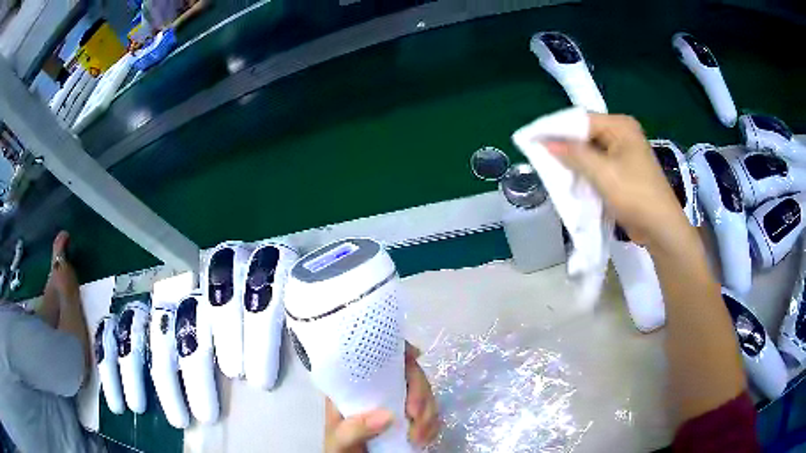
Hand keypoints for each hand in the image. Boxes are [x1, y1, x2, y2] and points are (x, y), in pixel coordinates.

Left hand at [324, 343, 439, 452]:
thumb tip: (388, 415)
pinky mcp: (410, 419)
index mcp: (355, 387)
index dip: (399, 350)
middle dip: (420, 393)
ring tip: (419, 437)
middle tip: (417, 417)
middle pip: (409, 374)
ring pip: (424, 393)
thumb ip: (355, 429)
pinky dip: (433, 424)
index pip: (377, 357)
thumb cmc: (339, 449)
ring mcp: (396, 404)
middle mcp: (378, 390)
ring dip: (429, 412)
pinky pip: (430, 413)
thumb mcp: (338, 439)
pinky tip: (425, 438)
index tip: (414, 358)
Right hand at [545, 114, 689, 248]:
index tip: (531, 138)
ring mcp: (624, 153)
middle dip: (564, 145)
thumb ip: (574, 155)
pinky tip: (570, 177)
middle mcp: (622, 134)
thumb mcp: (603, 173)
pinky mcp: (623, 170)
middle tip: (538, 153)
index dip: (556, 129)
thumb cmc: (635, 195)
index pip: (581, 120)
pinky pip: (598, 164)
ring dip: (573, 159)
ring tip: (549, 165)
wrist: (661, 228)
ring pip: (590, 151)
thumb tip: (545, 142)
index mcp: (620, 126)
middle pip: (585, 134)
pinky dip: (584, 170)